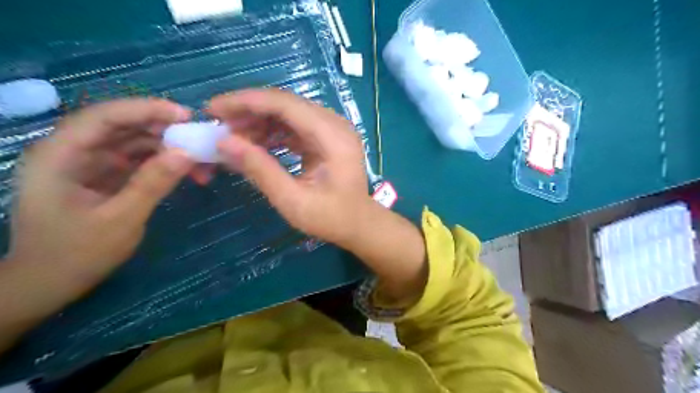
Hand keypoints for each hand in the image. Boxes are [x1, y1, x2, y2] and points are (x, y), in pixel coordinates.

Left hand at [10, 98, 194, 296]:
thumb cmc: (76, 254)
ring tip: (200, 161)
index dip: (146, 110)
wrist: (49, 283)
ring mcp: (90, 164)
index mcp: (61, 155)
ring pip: (134, 143)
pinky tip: (186, 172)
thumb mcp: (120, 220)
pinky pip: (138, 161)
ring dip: (168, 149)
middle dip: (164, 130)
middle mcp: (73, 152)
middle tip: (200, 140)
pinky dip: (163, 164)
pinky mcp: (105, 177)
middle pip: (122, 126)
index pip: (105, 117)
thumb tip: (187, 153)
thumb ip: (152, 183)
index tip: (186, 116)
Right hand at [210, 89, 422, 303]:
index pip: (285, 104)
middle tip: (218, 125)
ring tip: (232, 137)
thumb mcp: (293, 201)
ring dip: (259, 121)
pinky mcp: (327, 137)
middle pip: (286, 104)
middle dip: (249, 110)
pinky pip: (295, 126)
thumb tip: (223, 142)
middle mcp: (335, 124)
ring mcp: (333, 129)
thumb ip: (260, 170)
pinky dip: (273, 132)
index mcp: (332, 137)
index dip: (246, 102)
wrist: (359, 224)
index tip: (213, 109)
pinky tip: (254, 144)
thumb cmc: (331, 218)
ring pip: (288, 113)